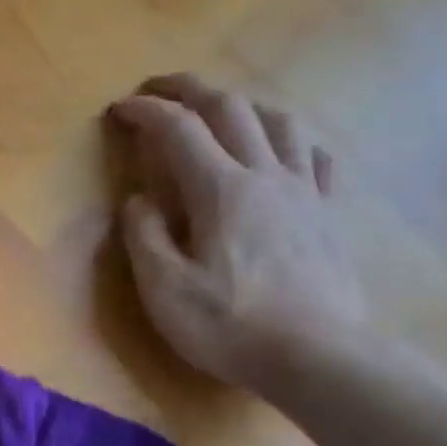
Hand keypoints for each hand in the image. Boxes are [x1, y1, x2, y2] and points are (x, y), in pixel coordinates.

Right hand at [110, 73, 366, 392]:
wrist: (316, 356)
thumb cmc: (228, 325)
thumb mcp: (163, 288)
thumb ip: (144, 236)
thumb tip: (139, 200)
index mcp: (221, 190)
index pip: (178, 131)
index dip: (145, 112)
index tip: (118, 108)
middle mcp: (266, 175)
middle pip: (230, 109)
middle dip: (189, 89)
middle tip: (158, 88)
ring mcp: (305, 192)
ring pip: (279, 122)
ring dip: (242, 105)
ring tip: (218, 112)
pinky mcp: (328, 215)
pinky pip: (316, 158)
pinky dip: (291, 141)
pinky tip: (283, 151)